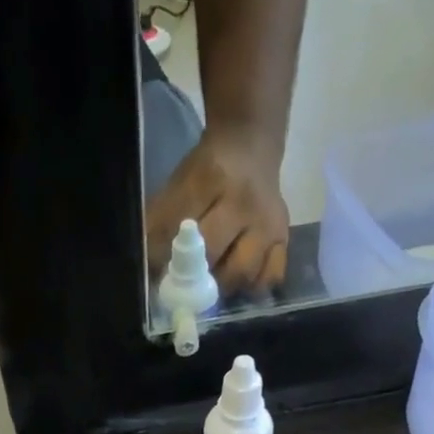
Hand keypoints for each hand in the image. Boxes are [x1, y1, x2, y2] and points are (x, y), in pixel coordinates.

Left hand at [146, 125, 290, 295]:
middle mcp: (244, 201)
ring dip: (221, 287)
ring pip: (243, 272)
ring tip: (211, 284)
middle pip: (213, 255)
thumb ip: (160, 224)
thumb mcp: (178, 185)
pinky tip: (239, 282)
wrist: (251, 146)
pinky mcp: (284, 238)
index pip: (181, 228)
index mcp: (211, 179)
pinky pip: (270, 277)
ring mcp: (268, 222)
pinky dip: (252, 287)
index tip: (157, 275)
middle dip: (193, 277)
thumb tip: (150, 271)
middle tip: (184, 285)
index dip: (163, 258)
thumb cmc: (206, 172)